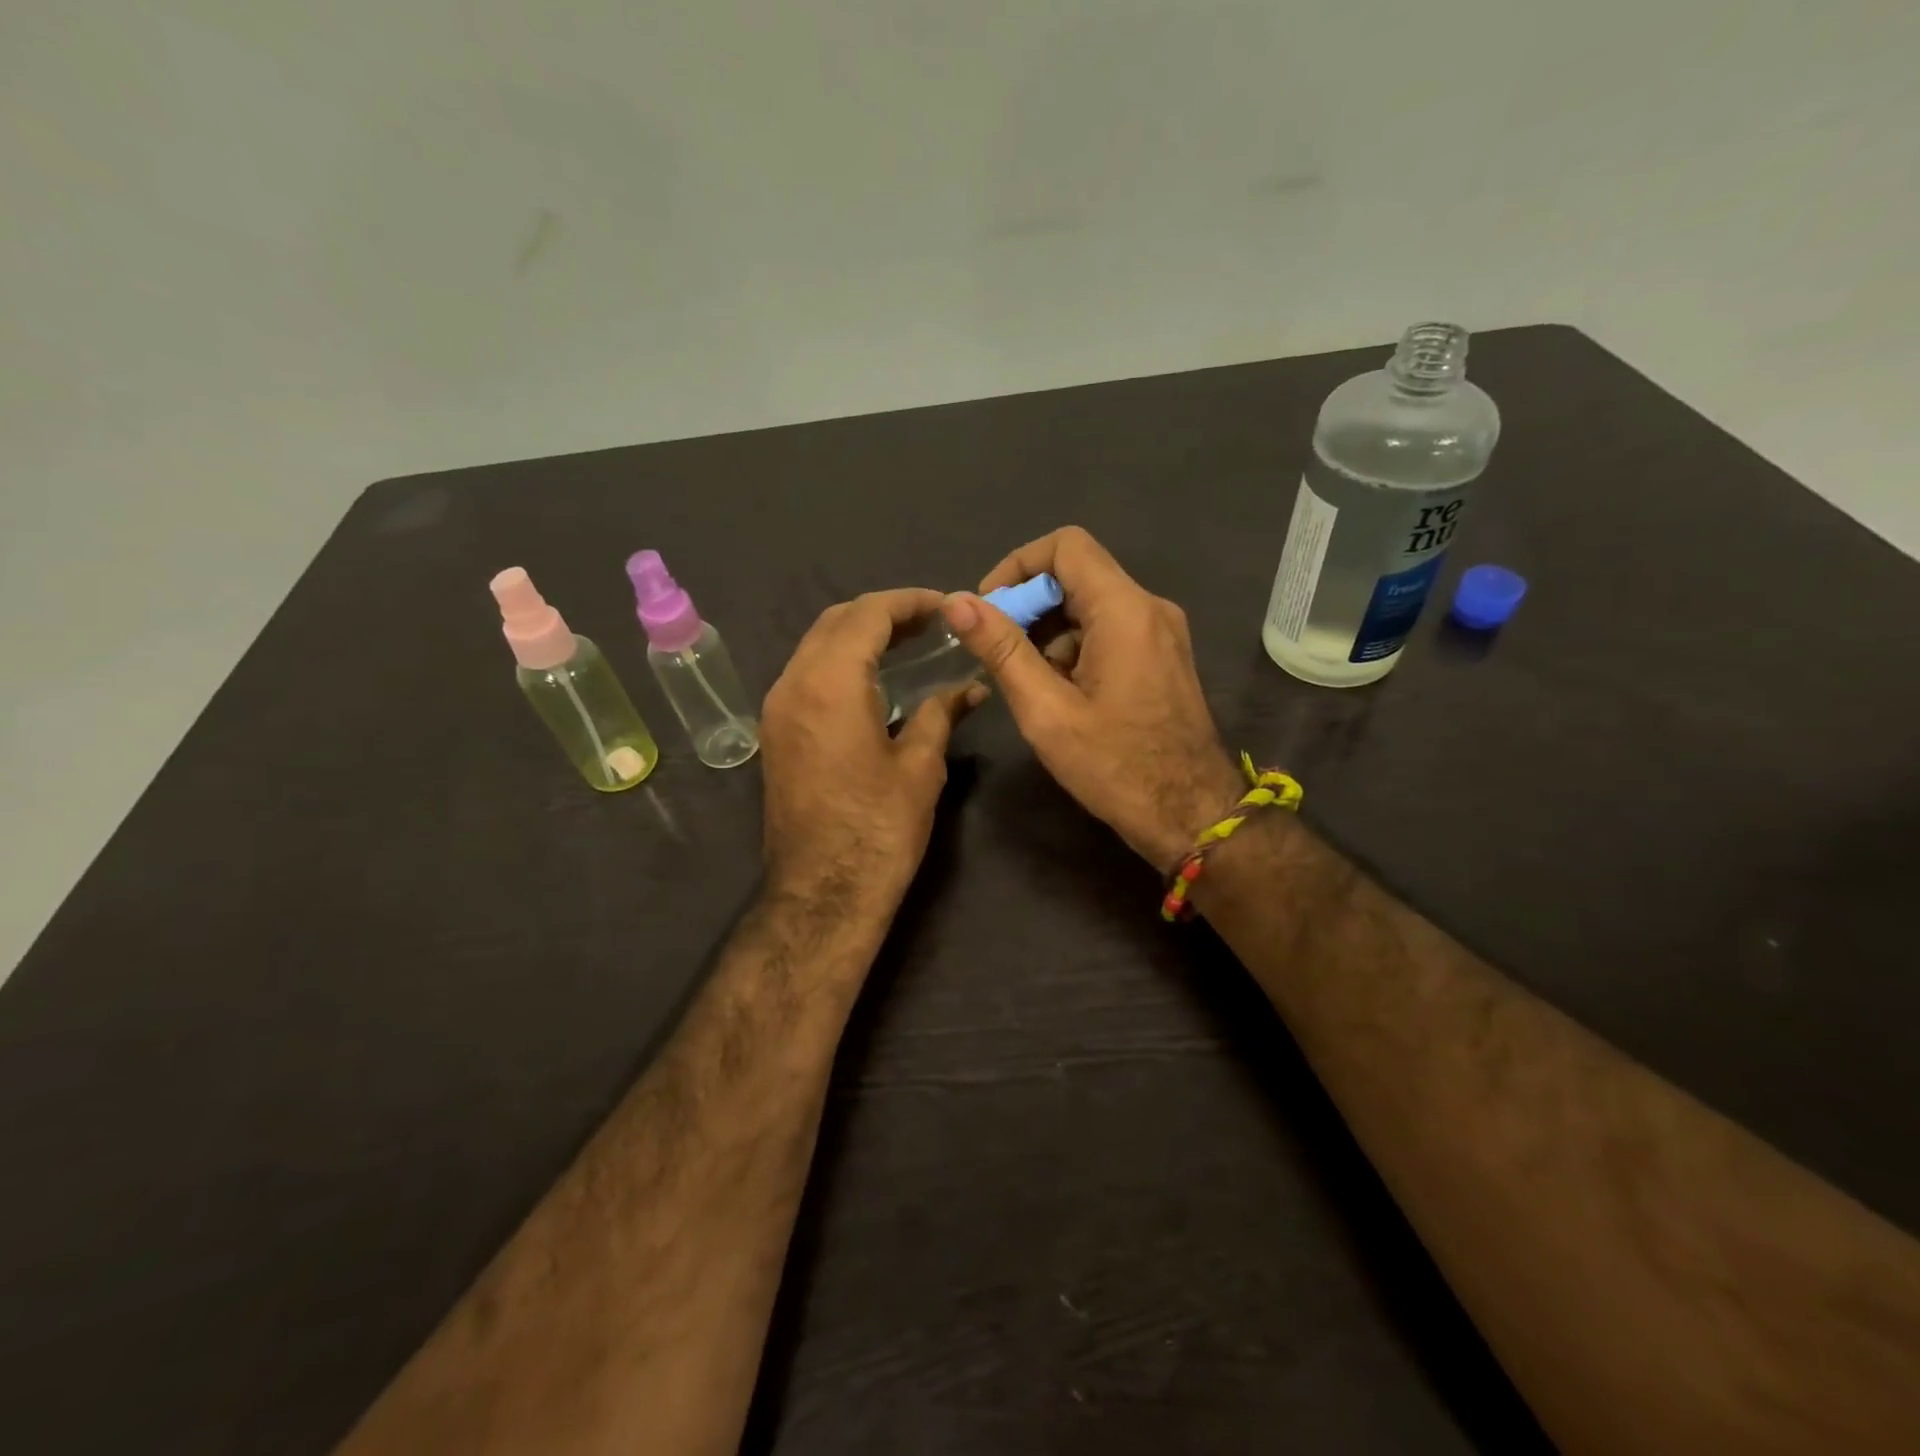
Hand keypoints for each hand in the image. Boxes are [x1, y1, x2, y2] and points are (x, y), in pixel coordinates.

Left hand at [760, 589, 977, 910]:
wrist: (822, 893)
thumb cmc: (879, 830)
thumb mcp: (920, 767)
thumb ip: (940, 713)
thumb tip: (970, 688)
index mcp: (829, 684)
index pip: (867, 614)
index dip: (909, 602)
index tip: (946, 606)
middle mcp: (793, 684)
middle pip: (836, 621)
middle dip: (883, 612)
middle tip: (931, 622)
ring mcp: (777, 709)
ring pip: (816, 645)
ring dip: (859, 634)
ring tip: (908, 643)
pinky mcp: (775, 733)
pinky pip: (807, 674)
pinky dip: (840, 661)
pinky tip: (874, 678)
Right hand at [942, 526, 1241, 871]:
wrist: (1191, 814)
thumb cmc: (1115, 766)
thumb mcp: (1046, 710)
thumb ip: (1002, 650)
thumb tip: (957, 602)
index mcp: (1124, 610)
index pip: (1065, 546)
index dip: (1018, 567)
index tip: (990, 610)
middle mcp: (1150, 607)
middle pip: (1077, 574)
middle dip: (1029, 605)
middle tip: (1000, 653)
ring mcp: (1162, 632)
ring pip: (1092, 604)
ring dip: (1050, 630)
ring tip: (1027, 682)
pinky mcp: (1163, 655)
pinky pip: (1110, 629)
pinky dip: (1075, 647)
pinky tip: (1060, 692)